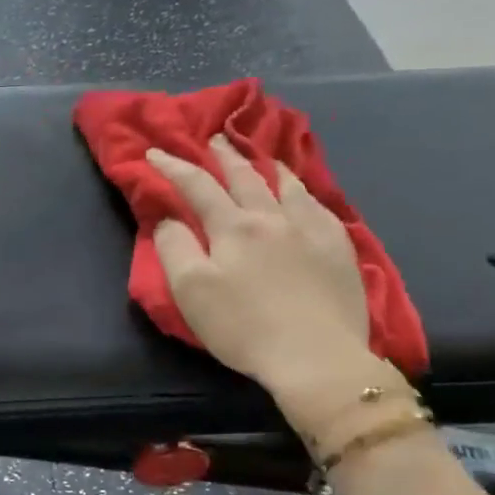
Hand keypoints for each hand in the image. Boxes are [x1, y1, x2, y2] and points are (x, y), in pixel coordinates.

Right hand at [148, 138, 376, 408]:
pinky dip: (304, 193)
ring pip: (288, 186)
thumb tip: (169, 219)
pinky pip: (320, 207)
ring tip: (263, 158)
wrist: (316, 355)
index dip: (174, 167)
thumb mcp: (190, 290)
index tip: (155, 153)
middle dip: (224, 156)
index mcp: (233, 227)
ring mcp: (312, 230)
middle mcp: (273, 217)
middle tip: (214, 139)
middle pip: (245, 177)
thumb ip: (174, 248)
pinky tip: (304, 196)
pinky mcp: (339, 249)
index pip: (198, 186)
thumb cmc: (242, 325)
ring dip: (269, 167)